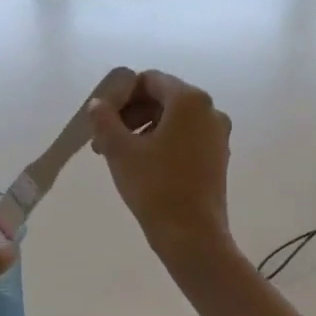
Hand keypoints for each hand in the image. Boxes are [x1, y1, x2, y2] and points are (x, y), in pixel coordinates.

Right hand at [88, 71, 234, 268]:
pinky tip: (142, 166)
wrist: (192, 235)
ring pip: (173, 120)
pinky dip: (162, 143)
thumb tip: (98, 104)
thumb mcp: (120, 151)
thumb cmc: (155, 186)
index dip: (121, 95)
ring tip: (118, 156)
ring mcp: (217, 135)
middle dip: (130, 115)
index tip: (101, 119)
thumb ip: (104, 120)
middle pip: (162, 99)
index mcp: (189, 100)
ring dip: (143, 130)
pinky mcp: (218, 157)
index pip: (149, 80)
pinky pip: (185, 138)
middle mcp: (210, 111)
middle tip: (104, 140)